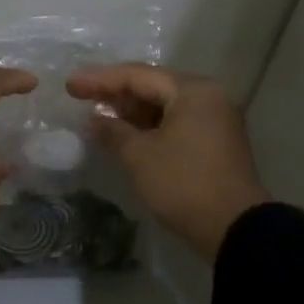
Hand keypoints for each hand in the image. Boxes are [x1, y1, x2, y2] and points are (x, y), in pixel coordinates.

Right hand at [66, 63, 269, 262]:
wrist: (233, 228)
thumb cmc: (183, 183)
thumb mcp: (139, 156)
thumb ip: (112, 131)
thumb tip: (94, 120)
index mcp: (192, 91)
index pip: (138, 76)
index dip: (100, 80)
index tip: (70, 86)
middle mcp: (208, 97)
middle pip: (153, 87)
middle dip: (116, 94)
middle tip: (82, 98)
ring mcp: (214, 120)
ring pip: (164, 106)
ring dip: (131, 112)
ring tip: (98, 116)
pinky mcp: (214, 142)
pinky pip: (175, 122)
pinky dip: (149, 126)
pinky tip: (125, 134)